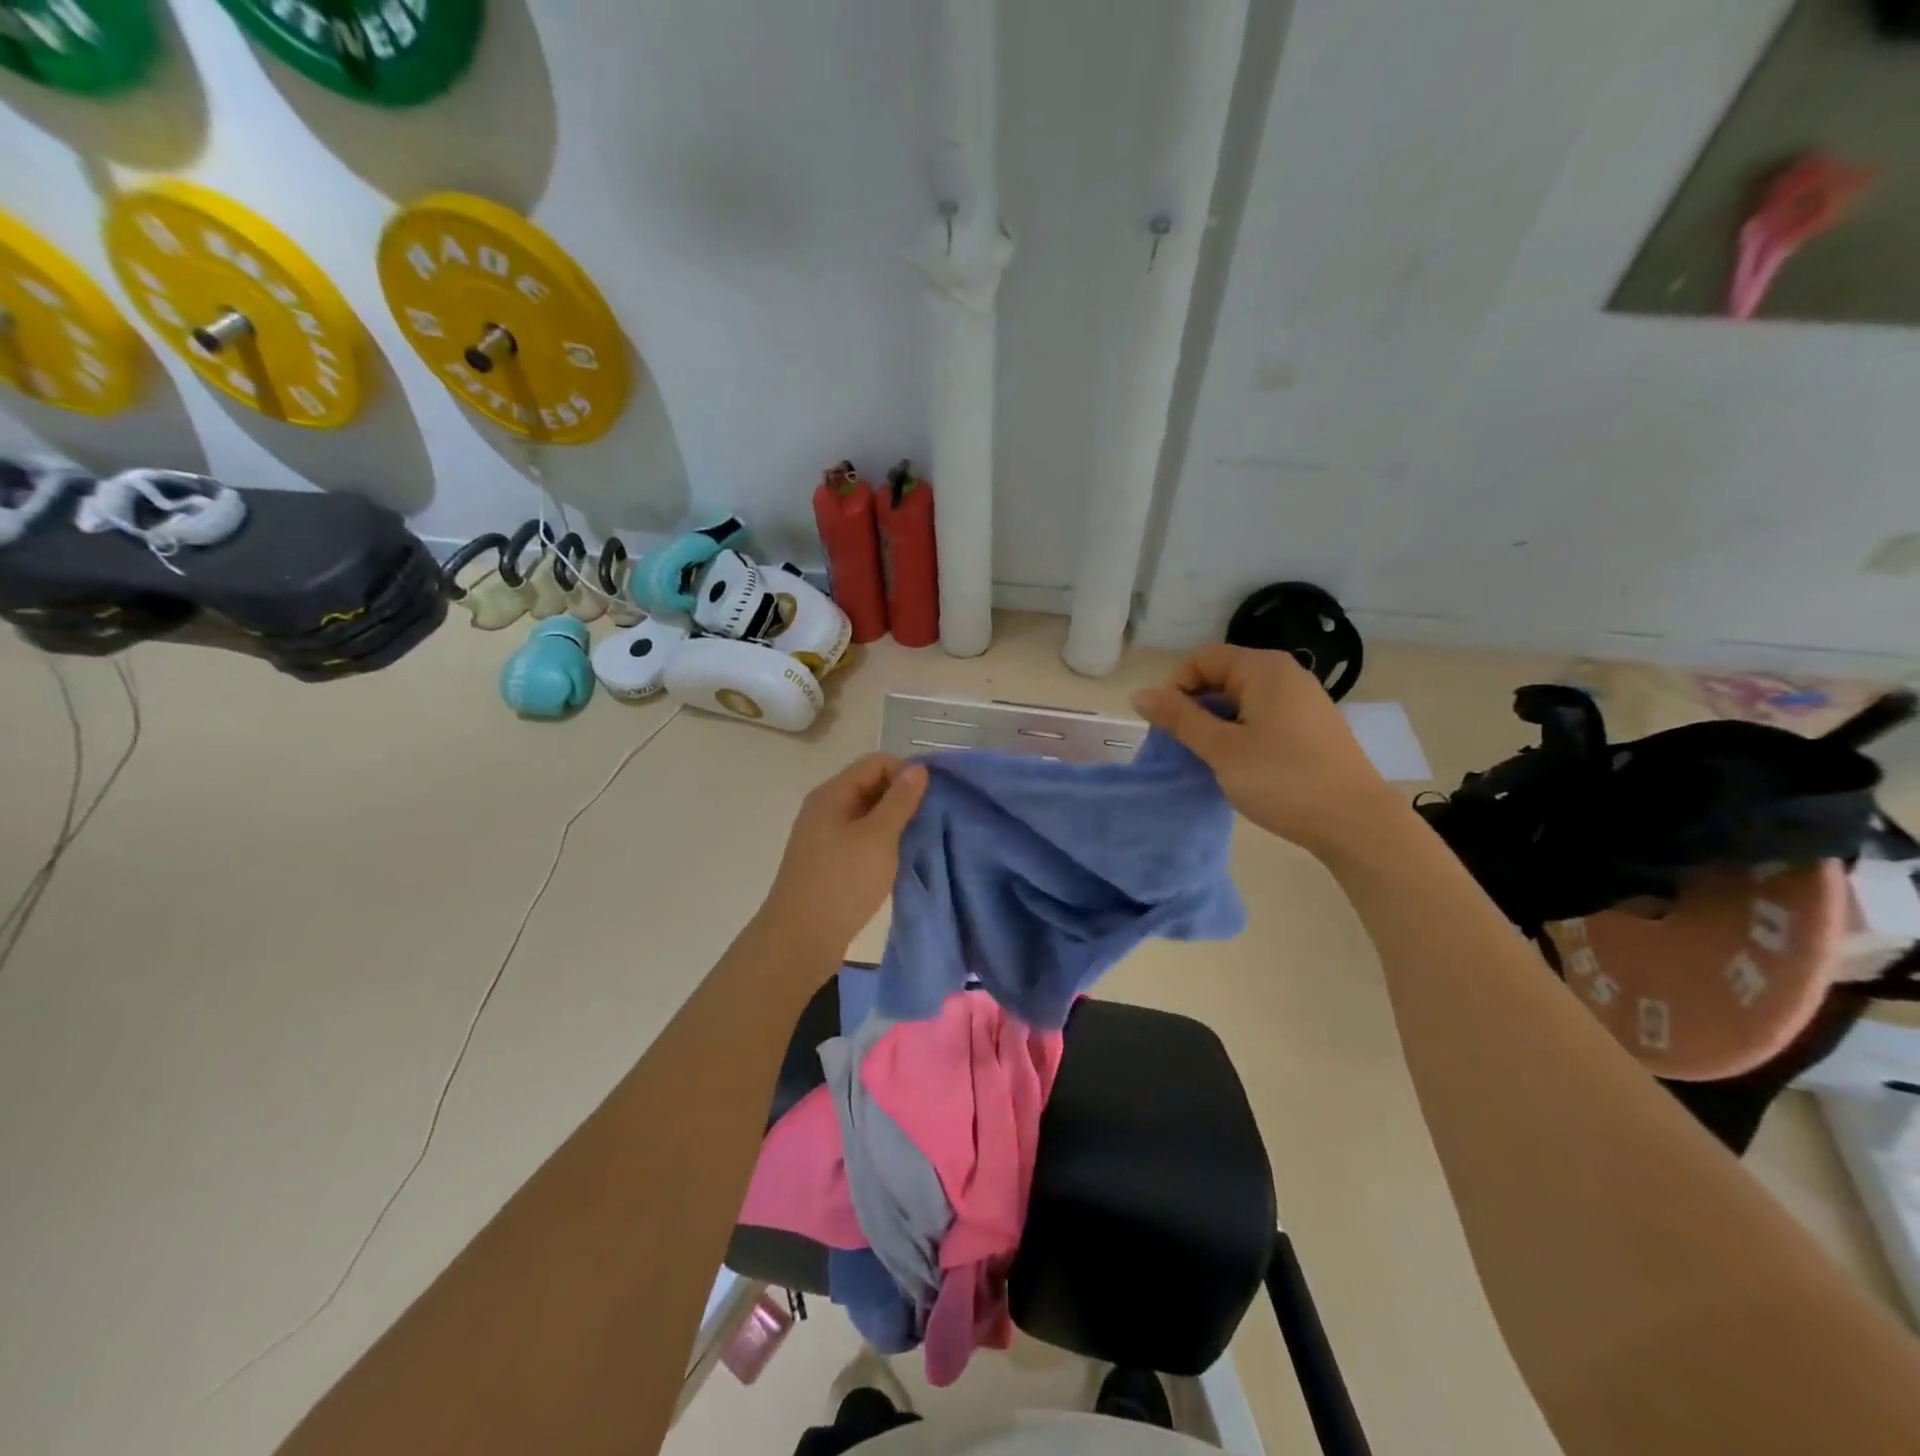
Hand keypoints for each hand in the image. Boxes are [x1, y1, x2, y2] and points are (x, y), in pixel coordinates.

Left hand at [758, 753, 928, 956]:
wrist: (800, 939)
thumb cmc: (842, 882)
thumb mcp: (878, 837)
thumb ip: (899, 801)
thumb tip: (917, 768)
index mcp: (832, 794)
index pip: (876, 763)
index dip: (906, 774)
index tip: (931, 800)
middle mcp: (826, 808)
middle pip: (871, 786)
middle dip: (902, 798)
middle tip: (930, 821)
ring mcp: (825, 836)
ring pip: (868, 815)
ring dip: (895, 823)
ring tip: (920, 841)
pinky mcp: (829, 862)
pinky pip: (862, 839)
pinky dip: (882, 843)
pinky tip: (899, 860)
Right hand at [1132, 644, 1403, 857]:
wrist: (1356, 823)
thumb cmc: (1283, 779)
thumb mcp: (1222, 749)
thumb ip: (1179, 718)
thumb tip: (1139, 694)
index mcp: (1264, 669)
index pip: (1202, 659)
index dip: (1177, 688)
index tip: (1170, 727)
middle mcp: (1286, 675)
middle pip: (1222, 677)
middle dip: (1195, 708)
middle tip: (1185, 748)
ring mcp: (1303, 702)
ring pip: (1241, 701)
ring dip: (1216, 725)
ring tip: (1211, 760)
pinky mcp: (1312, 728)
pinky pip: (1263, 718)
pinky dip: (1242, 735)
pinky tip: (1241, 767)